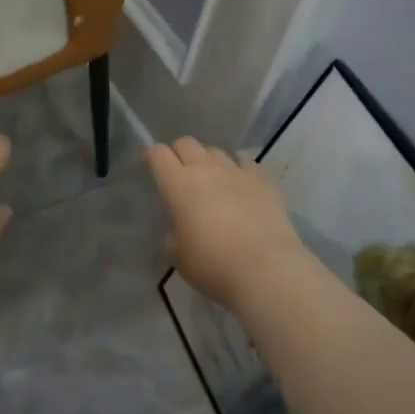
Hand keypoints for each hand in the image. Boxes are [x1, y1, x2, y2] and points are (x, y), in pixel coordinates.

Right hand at [146, 138, 308, 309]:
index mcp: (179, 185)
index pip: (158, 154)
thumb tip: (178, 232)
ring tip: (212, 182)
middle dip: (178, 154)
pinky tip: (241, 187)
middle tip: (179, 174)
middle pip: (186, 143)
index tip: (148, 166)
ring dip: (208, 162)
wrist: (266, 269)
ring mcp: (237, 172)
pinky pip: (246, 165)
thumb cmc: (214, 265)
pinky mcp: (264, 180)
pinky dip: (239, 172)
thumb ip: (172, 237)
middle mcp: (206, 169)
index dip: (150, 156)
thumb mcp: (178, 257)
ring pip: (216, 152)